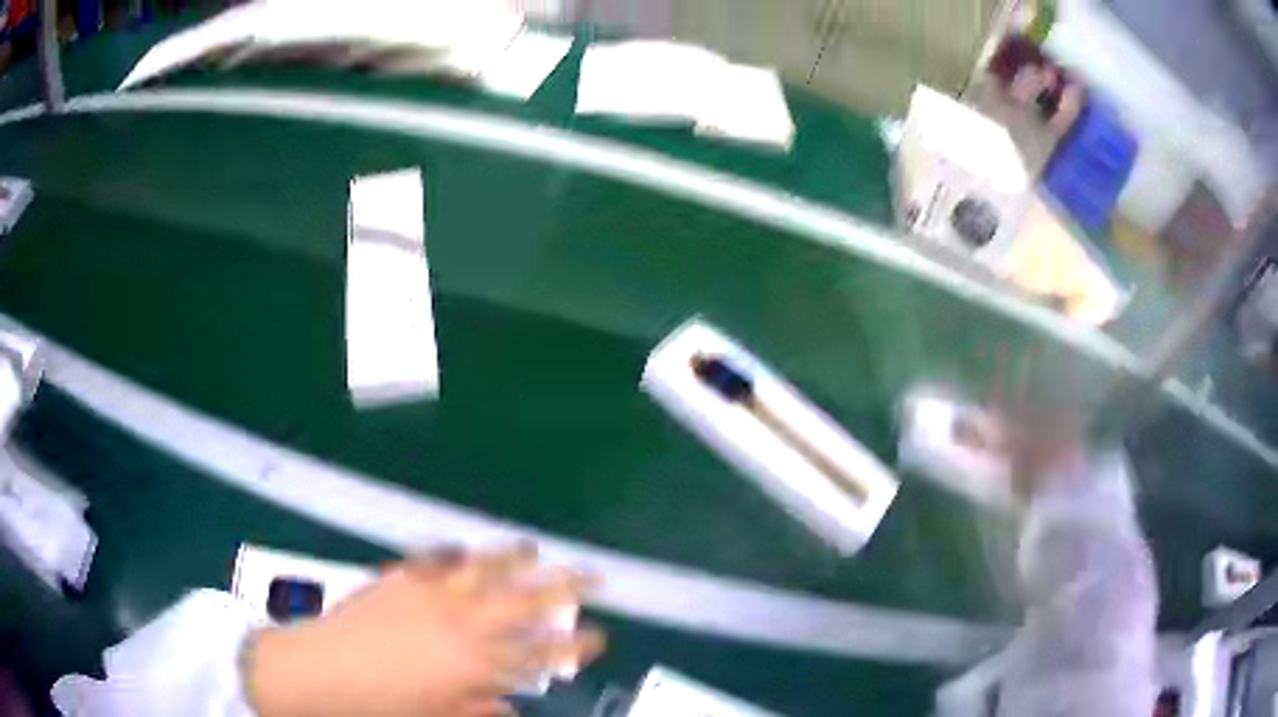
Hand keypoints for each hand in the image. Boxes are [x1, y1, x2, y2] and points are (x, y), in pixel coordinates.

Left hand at [244, 544, 604, 716]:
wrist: (318, 674)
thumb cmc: (380, 709)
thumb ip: (479, 711)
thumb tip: (512, 708)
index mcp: (475, 666)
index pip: (540, 655)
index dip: (573, 646)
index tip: (597, 637)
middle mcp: (462, 626)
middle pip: (525, 602)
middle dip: (565, 588)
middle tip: (593, 576)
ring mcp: (430, 596)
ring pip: (484, 570)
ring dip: (513, 559)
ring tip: (534, 549)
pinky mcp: (400, 579)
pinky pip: (436, 561)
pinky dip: (455, 554)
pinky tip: (465, 548)